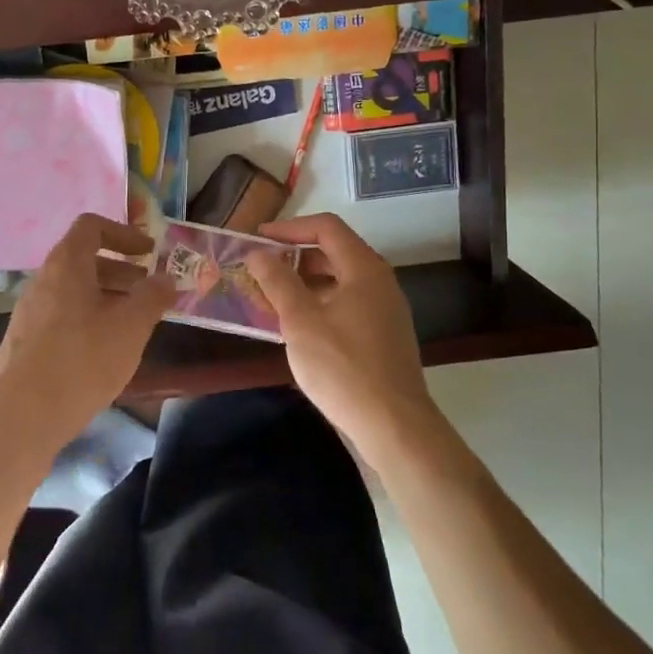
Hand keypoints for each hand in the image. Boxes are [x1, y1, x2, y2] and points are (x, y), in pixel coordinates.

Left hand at [0, 214, 175, 460]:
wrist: (20, 417)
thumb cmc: (82, 360)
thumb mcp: (130, 326)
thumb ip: (152, 296)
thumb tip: (166, 278)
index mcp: (66, 264)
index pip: (91, 226)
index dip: (124, 233)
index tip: (150, 253)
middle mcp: (43, 280)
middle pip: (84, 259)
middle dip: (121, 270)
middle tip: (149, 291)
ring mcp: (29, 312)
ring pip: (73, 291)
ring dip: (106, 297)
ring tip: (133, 324)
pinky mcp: (25, 341)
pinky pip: (62, 315)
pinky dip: (88, 319)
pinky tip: (104, 351)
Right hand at [245, 215, 439, 461]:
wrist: (394, 425)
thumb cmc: (343, 367)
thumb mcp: (301, 322)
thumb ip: (278, 282)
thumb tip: (258, 254)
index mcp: (364, 269)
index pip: (326, 227)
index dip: (289, 228)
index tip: (259, 239)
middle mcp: (380, 282)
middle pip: (335, 252)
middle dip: (296, 256)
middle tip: (262, 269)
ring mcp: (386, 310)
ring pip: (341, 281)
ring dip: (306, 283)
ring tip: (273, 298)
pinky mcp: (384, 335)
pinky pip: (348, 304)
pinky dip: (321, 304)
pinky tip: (299, 327)